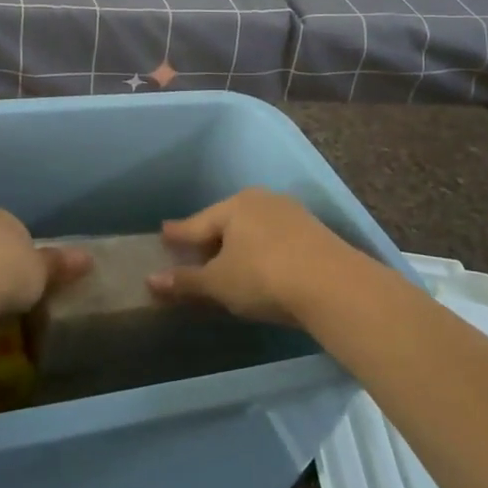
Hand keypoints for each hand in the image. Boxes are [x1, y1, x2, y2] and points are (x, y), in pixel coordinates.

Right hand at [148, 188, 366, 325]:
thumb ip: (185, 281)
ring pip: (254, 229)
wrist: (335, 286)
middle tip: (195, 251)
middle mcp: (262, 201)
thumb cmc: (264, 278)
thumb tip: (151, 280)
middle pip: (226, 222)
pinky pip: (277, 239)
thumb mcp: (219, 283)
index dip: (178, 233)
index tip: (164, 233)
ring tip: (229, 261)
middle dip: (211, 237)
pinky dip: (264, 252)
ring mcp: (292, 214)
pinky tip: (263, 267)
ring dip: (240, 245)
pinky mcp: (315, 233)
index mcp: (234, 206)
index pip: (197, 223)